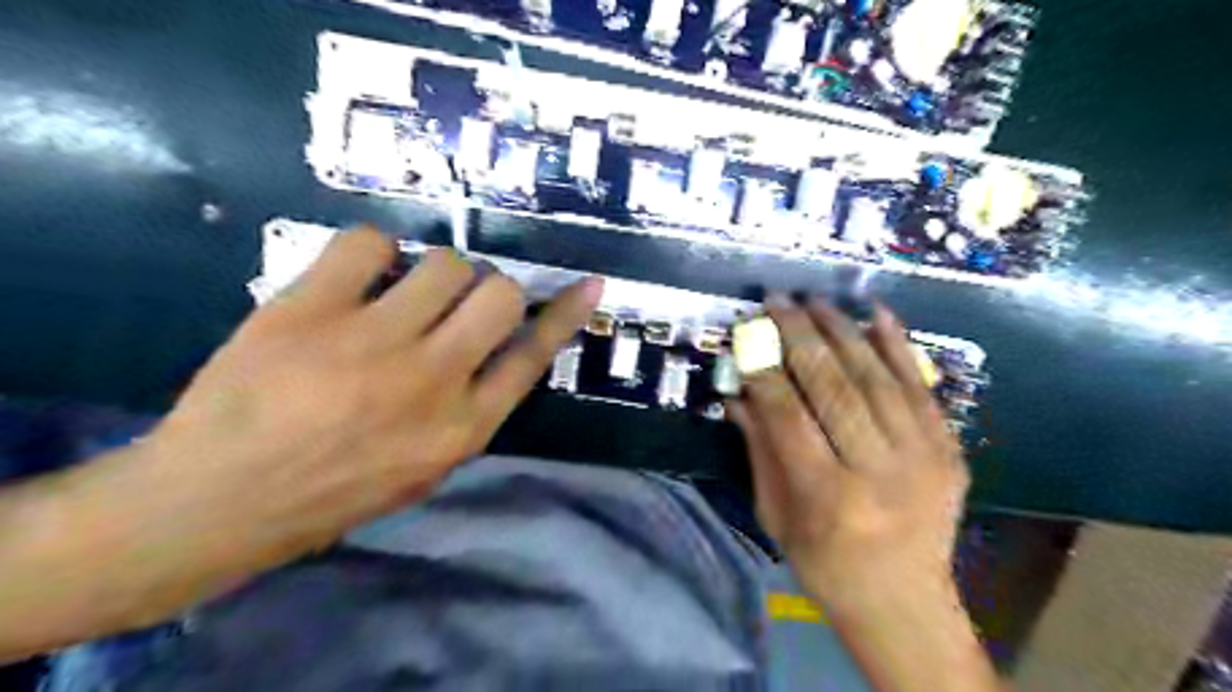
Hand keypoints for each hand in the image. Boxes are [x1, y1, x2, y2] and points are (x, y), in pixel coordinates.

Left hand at [142, 227, 601, 568]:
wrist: (218, 500)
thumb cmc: (335, 491)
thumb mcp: (427, 469)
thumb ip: (473, 410)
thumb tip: (501, 350)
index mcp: (463, 426)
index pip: (534, 355)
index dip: (565, 315)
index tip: (589, 284)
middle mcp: (432, 380)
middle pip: (499, 296)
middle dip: (489, 291)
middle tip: (457, 304)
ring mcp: (372, 342)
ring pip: (445, 263)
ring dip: (436, 272)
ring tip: (403, 294)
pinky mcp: (310, 310)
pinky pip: (370, 243)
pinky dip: (373, 252)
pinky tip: (356, 279)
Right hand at [725, 299, 965, 611]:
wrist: (904, 602)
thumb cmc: (824, 564)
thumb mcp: (775, 514)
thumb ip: (759, 450)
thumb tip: (738, 394)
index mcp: (827, 497)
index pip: (788, 416)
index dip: (764, 369)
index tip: (748, 333)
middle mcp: (878, 472)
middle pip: (834, 388)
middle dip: (800, 336)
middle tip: (779, 300)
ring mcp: (922, 458)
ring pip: (877, 379)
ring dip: (843, 331)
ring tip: (816, 301)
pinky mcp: (949, 451)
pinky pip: (922, 388)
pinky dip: (899, 346)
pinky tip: (877, 314)